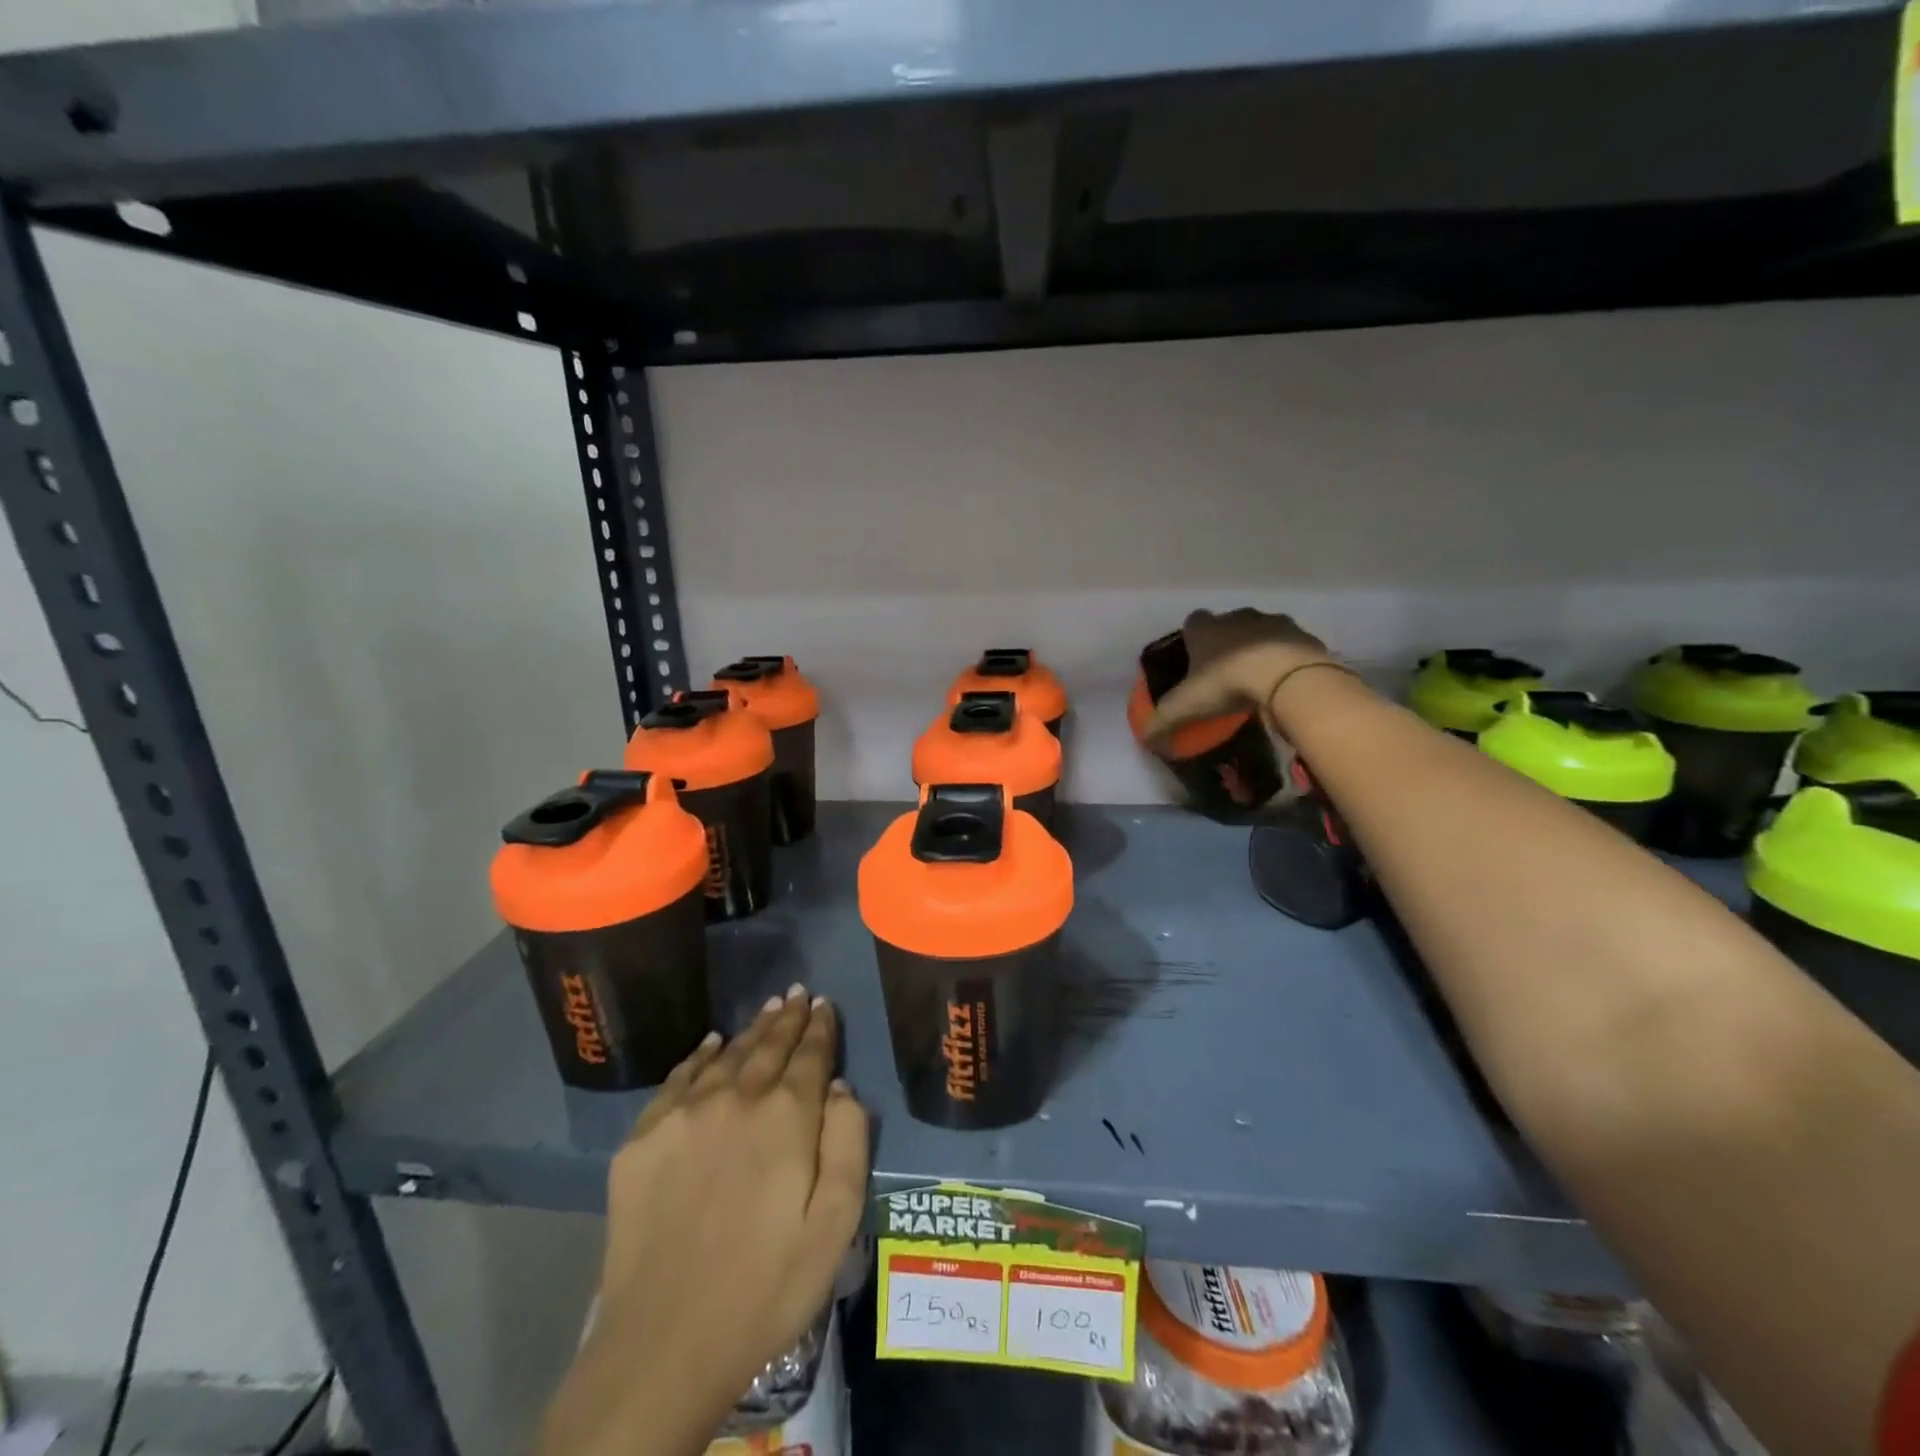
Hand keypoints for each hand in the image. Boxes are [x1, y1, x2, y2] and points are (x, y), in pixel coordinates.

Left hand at [542, 987, 868, 1455]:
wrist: (663, 1345)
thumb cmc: (767, 1288)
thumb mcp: (835, 1225)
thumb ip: (848, 1144)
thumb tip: (840, 1088)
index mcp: (786, 1118)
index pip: (809, 1055)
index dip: (819, 1027)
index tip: (823, 1004)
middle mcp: (735, 1099)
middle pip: (767, 1046)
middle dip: (787, 1018)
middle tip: (796, 993)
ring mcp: (683, 1115)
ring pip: (726, 1056)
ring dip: (750, 1031)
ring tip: (766, 1011)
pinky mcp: (642, 1140)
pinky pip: (678, 1079)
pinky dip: (699, 1056)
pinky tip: (710, 1044)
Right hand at [1142, 608, 1333, 735]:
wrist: (1287, 676)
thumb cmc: (1227, 682)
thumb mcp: (1186, 706)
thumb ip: (1161, 721)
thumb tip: (1144, 737)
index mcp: (1205, 628)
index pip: (1192, 623)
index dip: (1192, 640)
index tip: (1195, 661)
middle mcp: (1237, 617)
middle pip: (1227, 625)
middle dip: (1226, 644)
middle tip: (1225, 674)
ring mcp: (1273, 622)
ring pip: (1260, 632)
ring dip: (1258, 649)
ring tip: (1257, 680)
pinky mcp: (1303, 635)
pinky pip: (1290, 646)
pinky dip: (1285, 660)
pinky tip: (1284, 683)